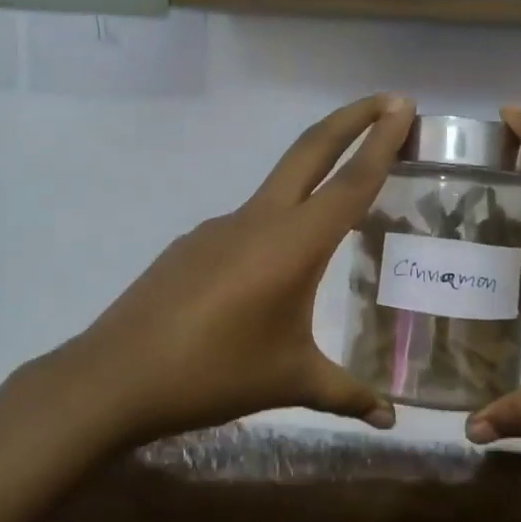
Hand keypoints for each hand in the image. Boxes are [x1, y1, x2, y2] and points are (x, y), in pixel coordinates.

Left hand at [57, 94, 415, 445]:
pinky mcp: (194, 242)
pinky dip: (276, 222)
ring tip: (340, 199)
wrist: (116, 376)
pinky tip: (272, 268)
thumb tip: (390, 420)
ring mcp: (221, 225)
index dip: (382, 142)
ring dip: (315, 171)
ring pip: (279, 184)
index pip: (351, 182)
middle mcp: (259, 219)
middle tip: (388, 101)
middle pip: (311, 149)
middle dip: (352, 118)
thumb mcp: (290, 382)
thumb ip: (346, 395)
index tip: (404, 106)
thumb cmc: (215, 374)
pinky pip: (247, 221)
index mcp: (294, 244)